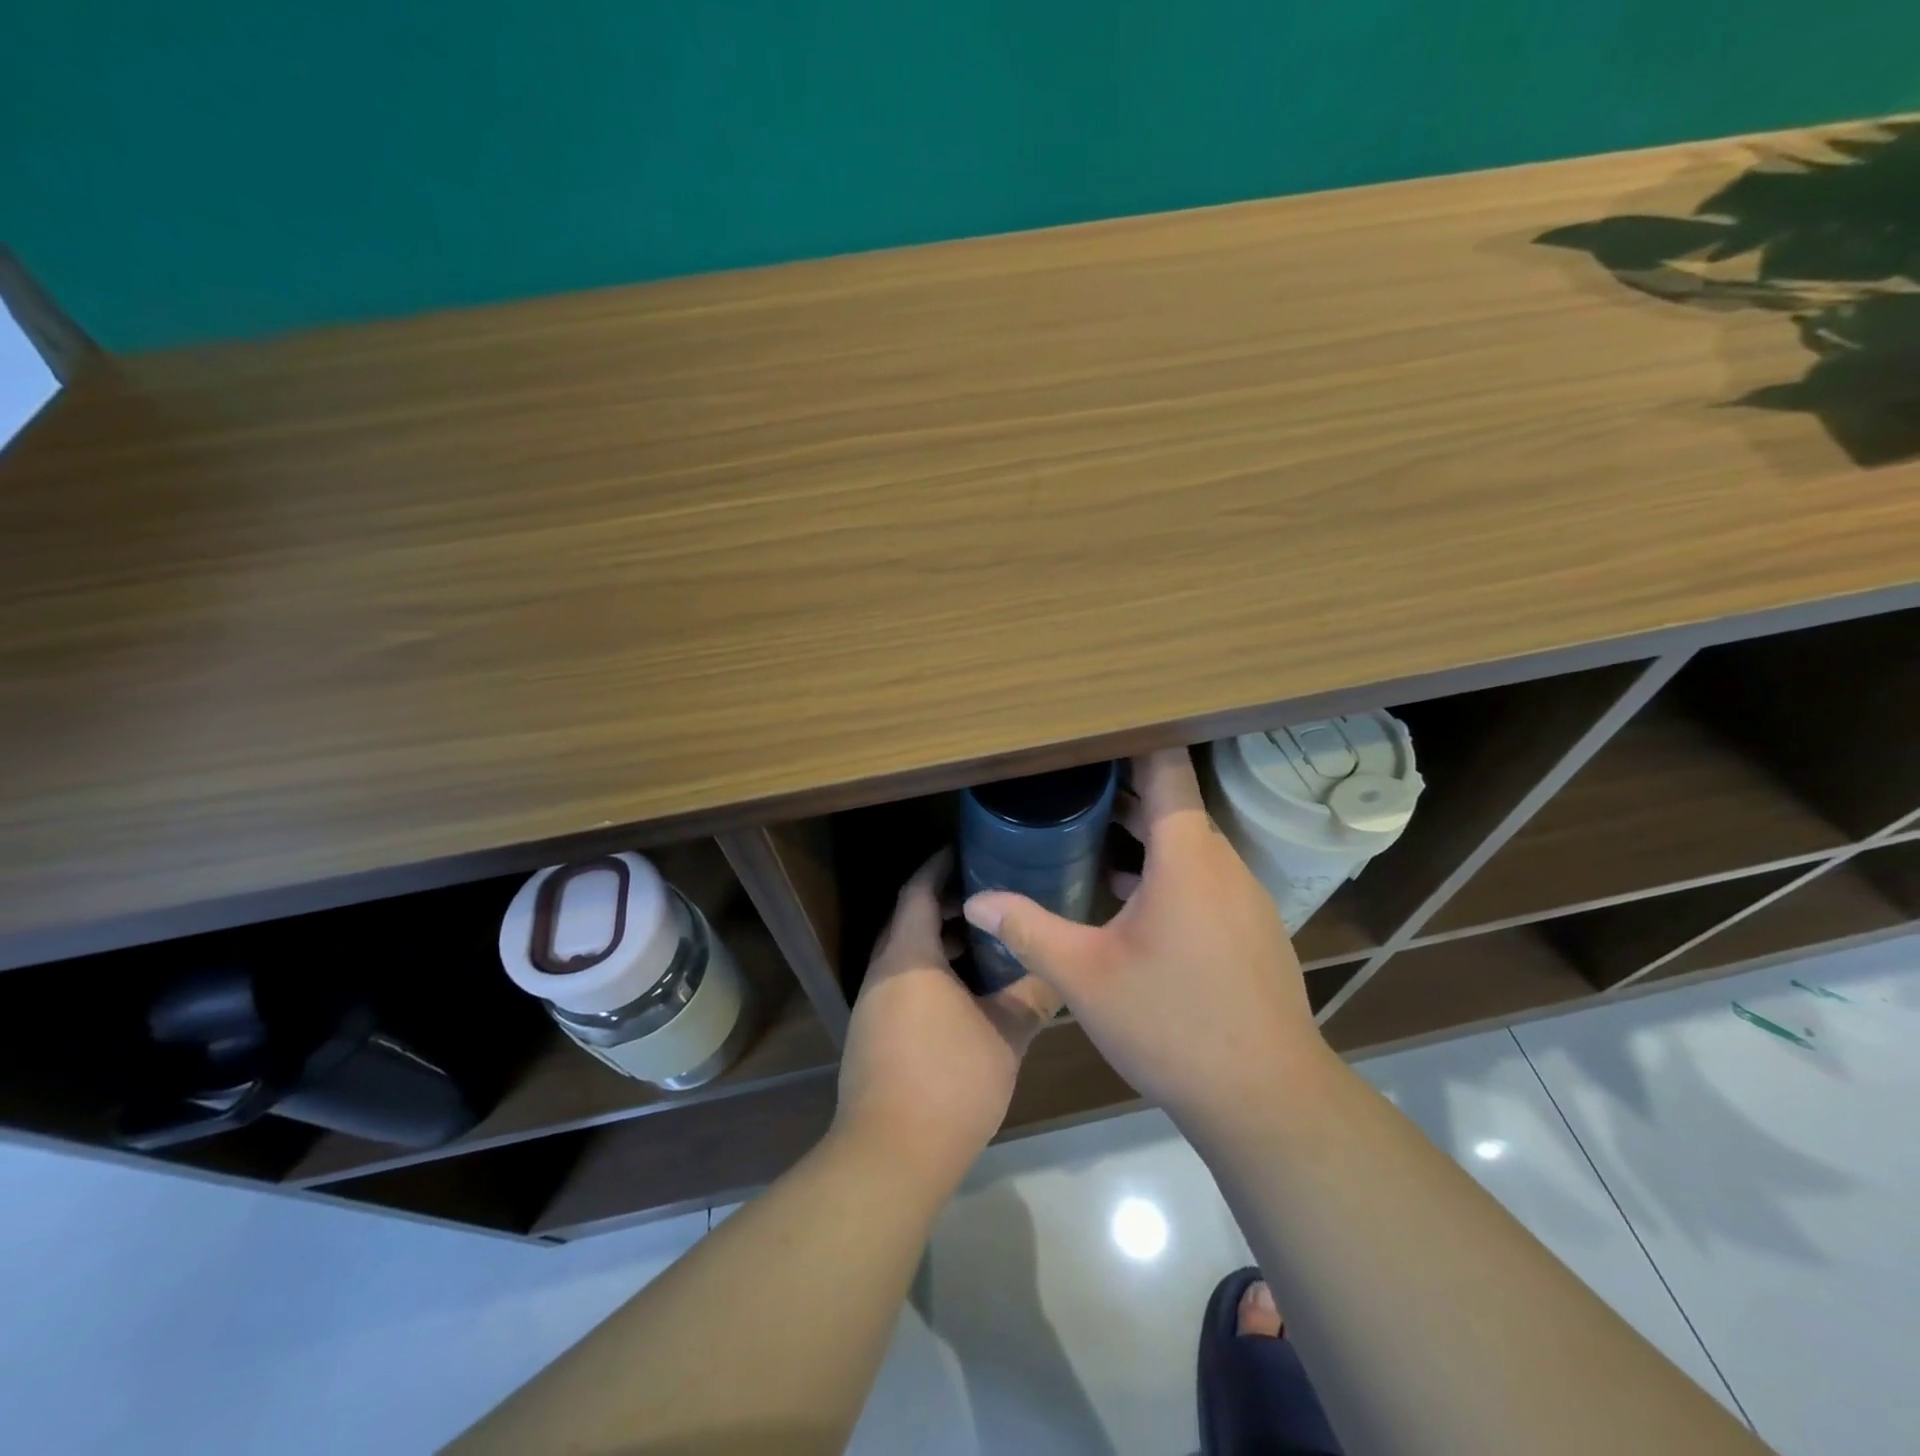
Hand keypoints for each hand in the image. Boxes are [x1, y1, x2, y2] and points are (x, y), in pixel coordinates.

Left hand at [833, 850, 1060, 1187]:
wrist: (890, 1154)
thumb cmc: (950, 1081)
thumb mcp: (1004, 1036)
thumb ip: (1031, 998)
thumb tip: (1058, 975)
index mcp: (909, 957)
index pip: (919, 892)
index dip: (939, 867)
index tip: (966, 852)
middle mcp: (883, 972)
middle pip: (909, 920)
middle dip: (944, 904)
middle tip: (987, 897)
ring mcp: (872, 1005)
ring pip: (905, 955)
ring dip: (938, 942)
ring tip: (982, 942)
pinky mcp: (871, 1034)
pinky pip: (901, 983)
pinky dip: (929, 972)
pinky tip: (963, 993)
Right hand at [962, 749, 1331, 1130]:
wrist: (1265, 1098)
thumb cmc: (1171, 1023)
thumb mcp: (1084, 974)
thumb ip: (1026, 928)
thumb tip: (975, 899)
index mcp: (1186, 855)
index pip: (1166, 767)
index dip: (1131, 742)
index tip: (1090, 735)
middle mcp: (1222, 863)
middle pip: (1173, 804)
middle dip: (1123, 792)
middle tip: (1069, 787)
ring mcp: (1244, 897)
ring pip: (1188, 844)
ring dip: (1143, 835)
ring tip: (1088, 835)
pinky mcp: (1251, 928)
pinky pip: (1204, 877)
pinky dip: (1166, 869)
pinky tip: (1127, 898)